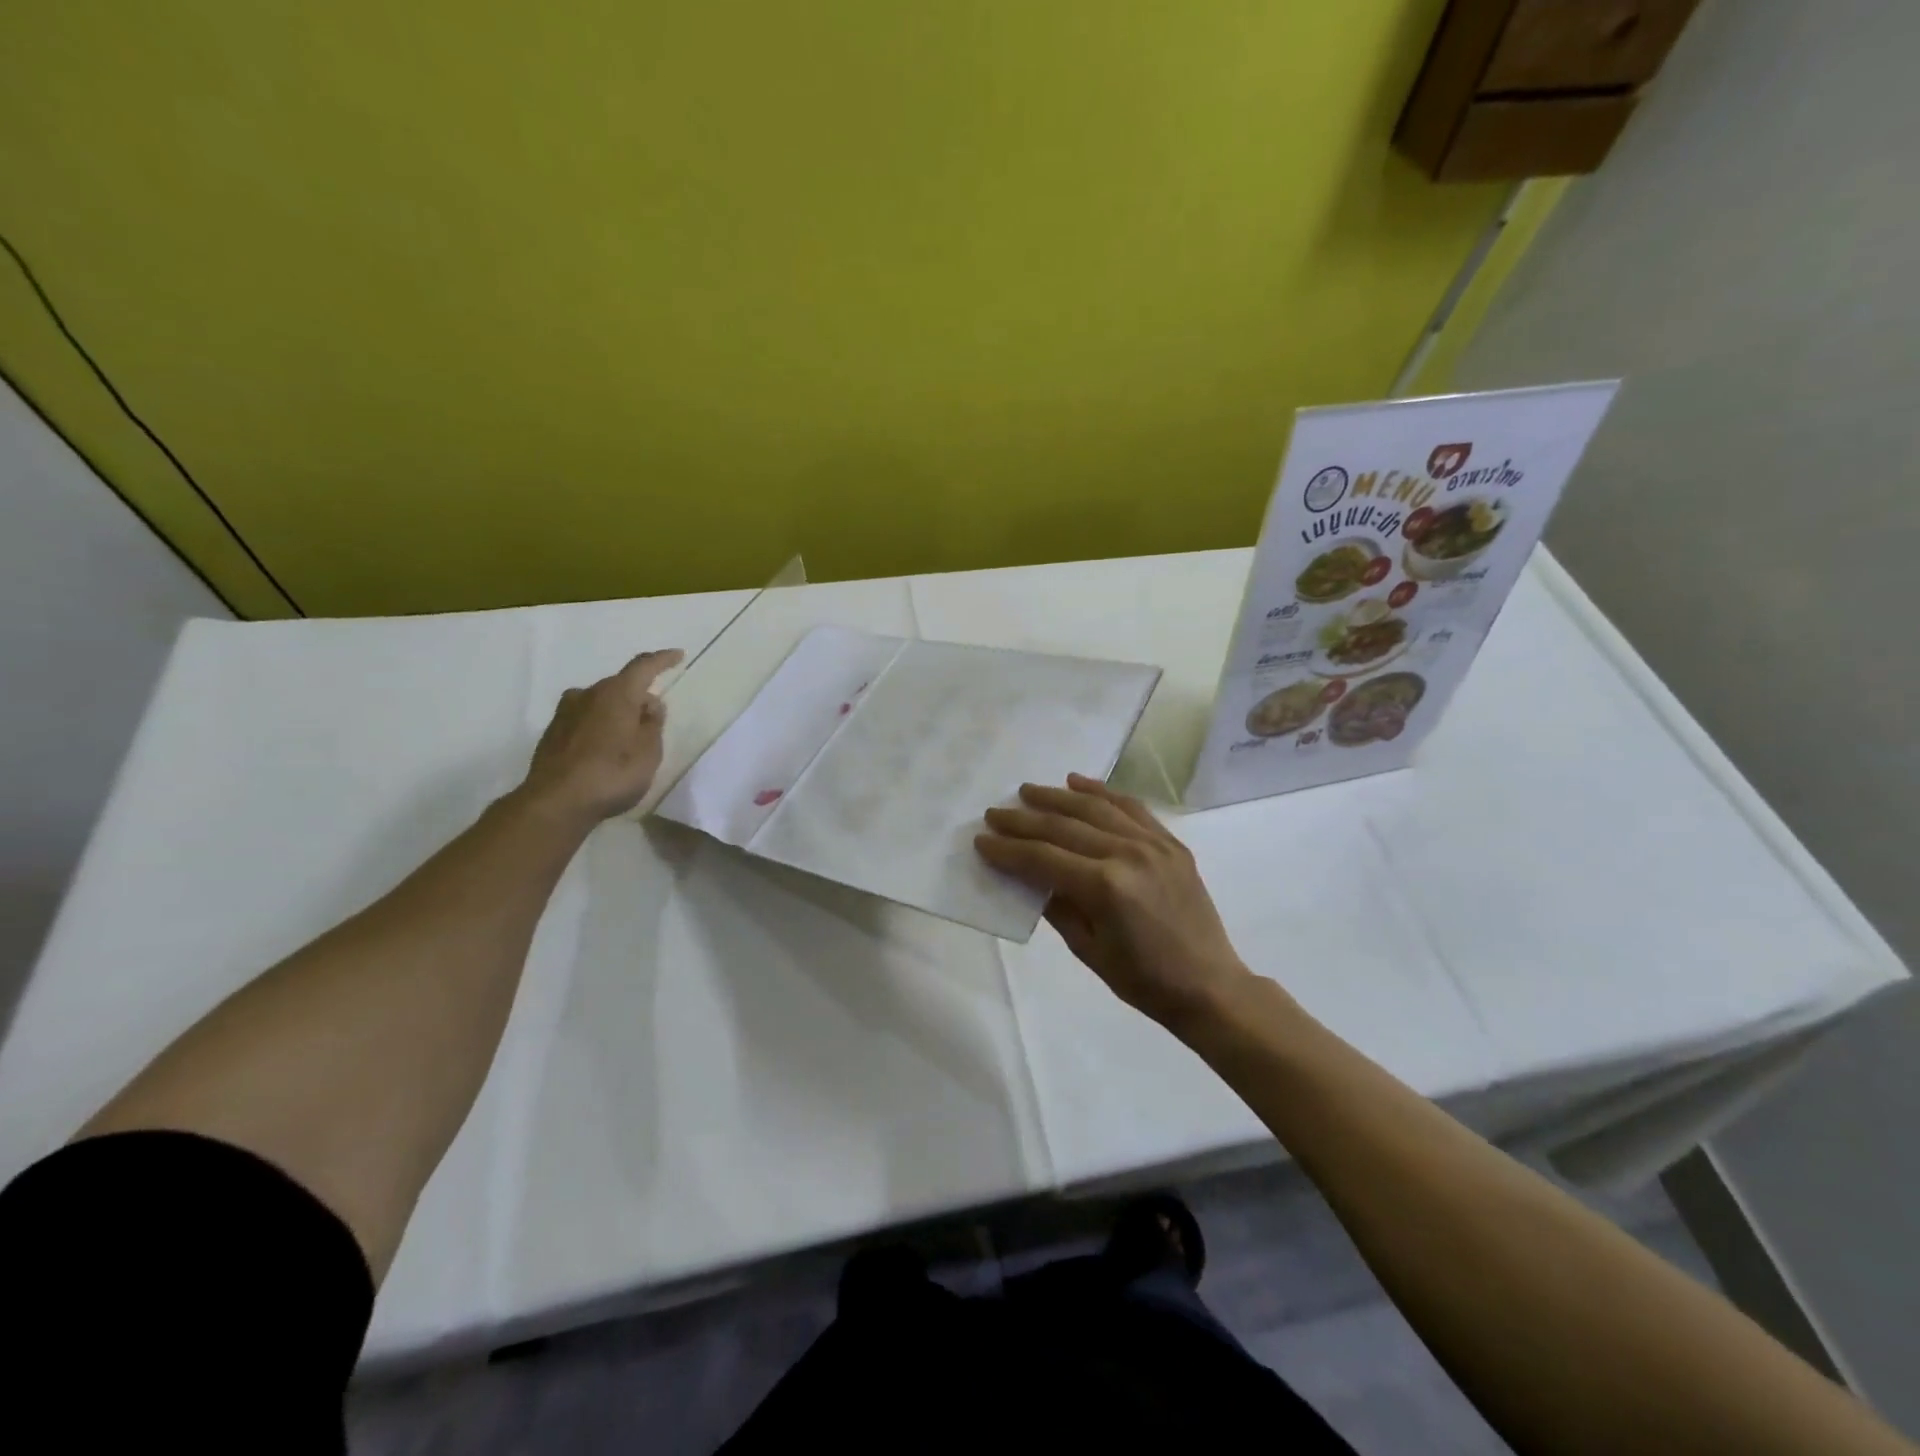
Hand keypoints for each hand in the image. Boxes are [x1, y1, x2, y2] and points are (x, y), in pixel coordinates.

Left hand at [519, 649, 682, 827]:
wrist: (556, 803)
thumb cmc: (612, 774)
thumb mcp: (649, 752)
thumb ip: (653, 724)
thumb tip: (650, 705)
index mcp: (616, 694)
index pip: (643, 667)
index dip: (662, 660)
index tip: (678, 655)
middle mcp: (588, 694)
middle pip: (620, 685)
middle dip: (639, 695)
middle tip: (654, 718)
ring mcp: (565, 713)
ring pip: (599, 702)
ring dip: (617, 712)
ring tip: (628, 737)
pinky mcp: (552, 733)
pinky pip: (584, 719)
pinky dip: (599, 725)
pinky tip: (604, 749)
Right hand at [976, 774, 1250, 1028]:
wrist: (1208, 985)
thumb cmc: (1142, 979)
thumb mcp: (1088, 950)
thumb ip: (1056, 906)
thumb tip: (1026, 875)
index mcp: (1105, 887)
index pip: (1043, 858)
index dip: (1008, 849)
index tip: (982, 840)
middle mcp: (1127, 854)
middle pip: (1064, 827)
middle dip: (1024, 819)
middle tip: (995, 812)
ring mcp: (1153, 843)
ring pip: (1095, 807)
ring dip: (1057, 796)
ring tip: (1028, 791)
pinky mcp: (1170, 842)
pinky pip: (1131, 807)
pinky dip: (1102, 791)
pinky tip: (1078, 783)